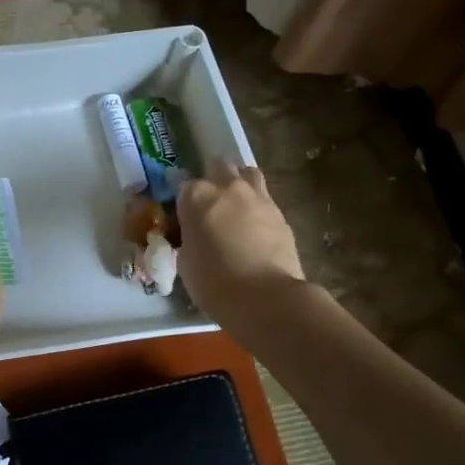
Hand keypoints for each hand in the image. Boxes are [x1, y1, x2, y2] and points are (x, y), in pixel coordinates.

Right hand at [176, 161, 305, 331]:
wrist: (264, 297)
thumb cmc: (212, 282)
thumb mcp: (185, 260)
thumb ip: (190, 238)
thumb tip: (196, 237)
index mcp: (196, 196)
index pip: (183, 186)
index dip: (183, 201)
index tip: (184, 216)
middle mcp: (227, 187)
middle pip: (219, 167)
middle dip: (214, 180)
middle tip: (211, 204)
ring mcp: (258, 197)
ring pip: (248, 174)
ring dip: (240, 183)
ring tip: (237, 205)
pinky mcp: (281, 214)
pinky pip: (266, 200)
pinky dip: (259, 208)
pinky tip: (257, 229)